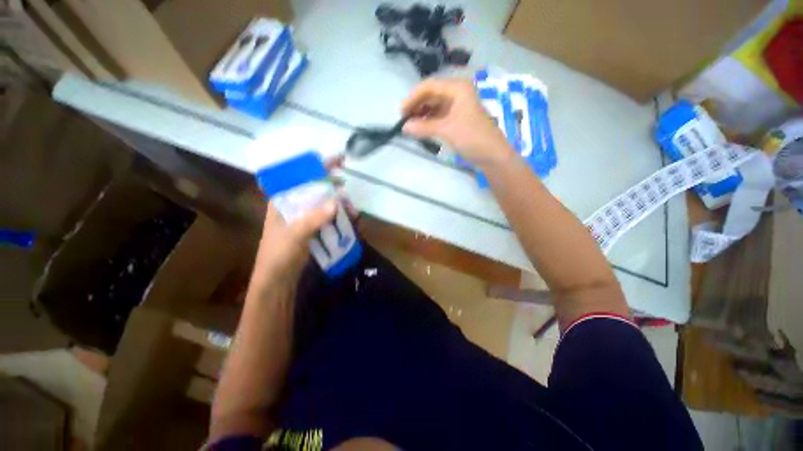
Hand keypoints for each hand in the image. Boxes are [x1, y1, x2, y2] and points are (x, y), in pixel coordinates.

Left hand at [250, 156, 354, 291]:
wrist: (278, 280)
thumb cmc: (279, 254)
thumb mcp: (295, 234)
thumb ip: (314, 218)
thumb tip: (336, 202)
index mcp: (283, 200)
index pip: (301, 176)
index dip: (318, 166)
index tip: (338, 160)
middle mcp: (294, 205)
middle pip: (316, 188)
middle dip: (332, 187)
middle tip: (345, 187)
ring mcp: (304, 217)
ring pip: (324, 203)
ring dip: (339, 204)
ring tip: (352, 211)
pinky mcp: (313, 229)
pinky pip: (328, 217)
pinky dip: (339, 216)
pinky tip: (349, 220)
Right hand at [401, 78, 513, 165]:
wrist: (493, 155)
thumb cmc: (472, 137)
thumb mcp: (447, 130)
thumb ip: (424, 127)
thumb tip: (403, 127)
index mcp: (457, 88)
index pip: (429, 86)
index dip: (413, 97)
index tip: (401, 112)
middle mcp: (457, 93)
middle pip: (431, 95)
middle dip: (417, 106)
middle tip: (404, 120)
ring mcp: (458, 107)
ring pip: (434, 106)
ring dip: (422, 115)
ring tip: (410, 126)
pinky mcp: (458, 119)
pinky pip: (439, 116)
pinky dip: (429, 122)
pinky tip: (421, 129)